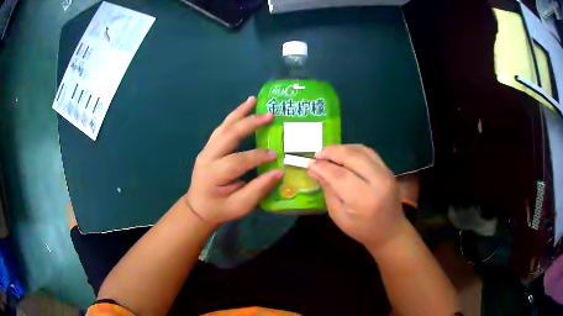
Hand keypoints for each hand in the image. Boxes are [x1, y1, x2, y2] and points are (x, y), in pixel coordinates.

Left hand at [186, 96, 283, 227]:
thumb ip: (258, 189)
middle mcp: (208, 157)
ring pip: (223, 127)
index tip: (276, 155)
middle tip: (270, 115)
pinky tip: (243, 108)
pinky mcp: (208, 147)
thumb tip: (279, 172)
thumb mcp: (241, 206)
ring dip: (239, 113)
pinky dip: (233, 117)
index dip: (258, 156)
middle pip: (228, 135)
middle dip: (250, 123)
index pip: (238, 161)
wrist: (198, 206)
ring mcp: (206, 150)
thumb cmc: (220, 208)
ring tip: (254, 100)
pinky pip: (221, 128)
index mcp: (214, 174)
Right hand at [308, 144, 406, 250]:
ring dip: (342, 148)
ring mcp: (386, 173)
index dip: (323, 167)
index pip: (340, 176)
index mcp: (364, 200)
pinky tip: (343, 154)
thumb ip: (328, 191)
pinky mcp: (388, 169)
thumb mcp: (339, 216)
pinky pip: (369, 152)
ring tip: (327, 153)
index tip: (309, 163)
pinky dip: (353, 150)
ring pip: (361, 151)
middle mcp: (378, 182)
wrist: (390, 231)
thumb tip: (314, 169)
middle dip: (332, 152)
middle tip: (317, 155)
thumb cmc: (362, 229)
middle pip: (353, 157)